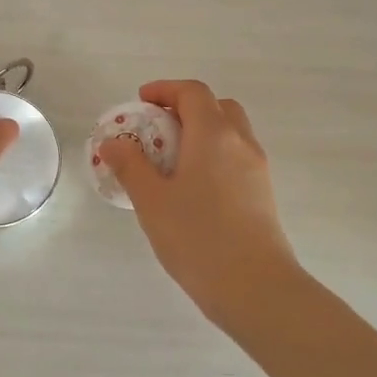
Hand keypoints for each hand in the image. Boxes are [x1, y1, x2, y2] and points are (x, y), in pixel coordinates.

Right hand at [102, 79, 301, 328]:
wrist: (255, 286)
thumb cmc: (197, 238)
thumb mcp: (152, 201)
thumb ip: (130, 166)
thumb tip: (113, 142)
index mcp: (213, 134)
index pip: (193, 92)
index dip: (165, 89)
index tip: (141, 101)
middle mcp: (240, 143)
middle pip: (217, 107)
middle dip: (186, 108)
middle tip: (157, 129)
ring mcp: (257, 169)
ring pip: (231, 133)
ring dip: (202, 133)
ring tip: (171, 161)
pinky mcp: (263, 193)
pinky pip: (236, 158)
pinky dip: (214, 156)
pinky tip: (193, 189)